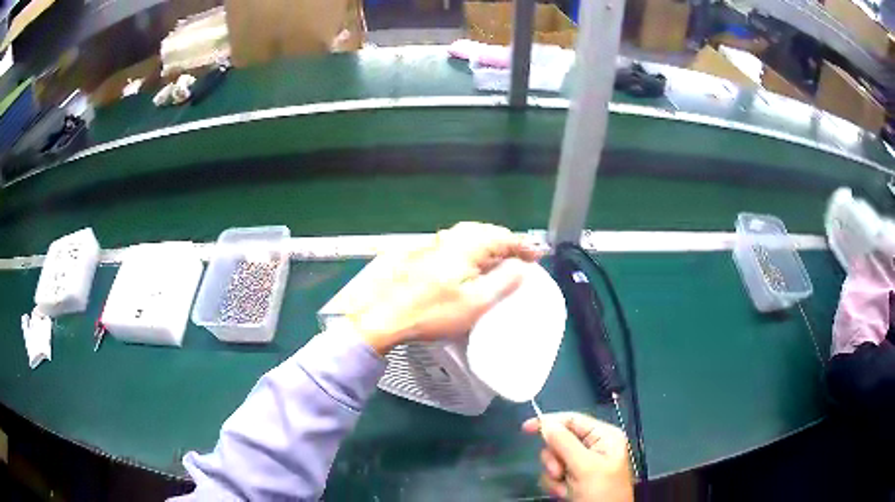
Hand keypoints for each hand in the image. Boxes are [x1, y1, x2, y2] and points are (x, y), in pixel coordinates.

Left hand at [346, 222, 541, 353]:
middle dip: (507, 243)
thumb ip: (503, 281)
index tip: (538, 255)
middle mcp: (451, 237)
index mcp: (467, 245)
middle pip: (487, 232)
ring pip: (471, 237)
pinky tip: (473, 264)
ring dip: (490, 246)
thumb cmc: (433, 312)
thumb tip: (521, 266)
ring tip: (502, 261)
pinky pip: (457, 244)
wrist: (386, 316)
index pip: (504, 237)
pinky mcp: (425, 253)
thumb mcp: (476, 303)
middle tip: (522, 259)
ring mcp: (435, 243)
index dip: (523, 245)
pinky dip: (473, 250)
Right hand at [522, 413, 633, 501]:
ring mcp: (583, 465)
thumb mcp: (585, 467)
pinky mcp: (574, 480)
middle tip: (559, 473)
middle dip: (555, 459)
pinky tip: (565, 494)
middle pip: (560, 441)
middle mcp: (594, 447)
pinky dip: (555, 485)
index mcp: (604, 437)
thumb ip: (565, 444)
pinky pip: (554, 475)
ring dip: (554, 476)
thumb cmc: (601, 492)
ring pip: (554, 460)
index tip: (526, 429)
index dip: (549, 422)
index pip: (573, 420)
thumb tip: (546, 424)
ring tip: (565, 488)